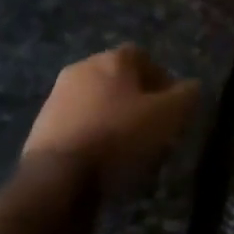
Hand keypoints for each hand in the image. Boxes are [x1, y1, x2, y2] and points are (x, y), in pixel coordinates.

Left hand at [25, 45, 200, 194]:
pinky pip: (77, 124)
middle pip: (118, 78)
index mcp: (113, 59)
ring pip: (96, 101)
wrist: (56, 176)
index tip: (171, 106)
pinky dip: (91, 135)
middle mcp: (82, 68)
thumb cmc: (119, 136)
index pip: (144, 57)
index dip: (161, 80)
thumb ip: (185, 96)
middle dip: (136, 98)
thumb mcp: (168, 116)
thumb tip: (192, 86)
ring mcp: (57, 96)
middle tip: (151, 126)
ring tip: (126, 148)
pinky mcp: (41, 126)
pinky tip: (100, 160)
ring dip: (111, 117)